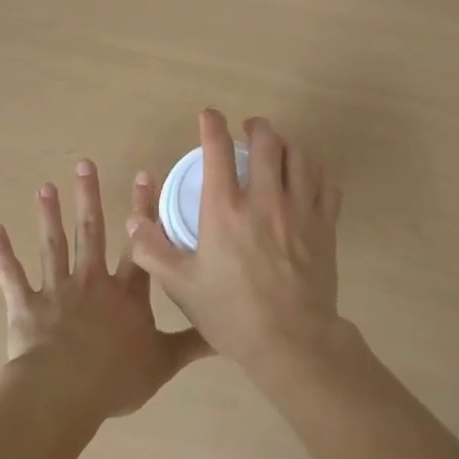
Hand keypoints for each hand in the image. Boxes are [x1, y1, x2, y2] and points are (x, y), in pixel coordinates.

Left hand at [0, 160, 210, 421]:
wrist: (64, 392)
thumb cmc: (115, 377)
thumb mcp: (163, 362)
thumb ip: (191, 344)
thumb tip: (227, 332)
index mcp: (125, 294)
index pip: (139, 245)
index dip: (143, 211)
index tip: (142, 174)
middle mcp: (91, 282)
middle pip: (90, 232)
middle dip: (88, 197)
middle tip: (85, 163)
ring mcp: (56, 291)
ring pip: (53, 245)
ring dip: (49, 215)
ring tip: (46, 187)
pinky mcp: (25, 306)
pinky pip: (11, 276)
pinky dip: (1, 253)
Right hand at [127, 111, 344, 371]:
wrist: (291, 342)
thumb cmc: (231, 313)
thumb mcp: (181, 285)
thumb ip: (152, 250)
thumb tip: (133, 221)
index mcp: (225, 209)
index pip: (218, 150)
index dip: (212, 125)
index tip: (209, 116)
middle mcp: (264, 199)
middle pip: (267, 141)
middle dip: (256, 127)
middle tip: (248, 129)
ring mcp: (300, 210)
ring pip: (299, 157)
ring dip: (286, 144)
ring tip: (277, 149)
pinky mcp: (325, 225)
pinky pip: (325, 183)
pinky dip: (315, 172)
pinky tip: (307, 178)